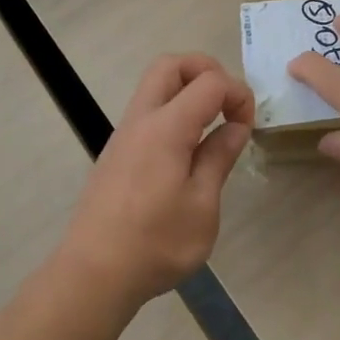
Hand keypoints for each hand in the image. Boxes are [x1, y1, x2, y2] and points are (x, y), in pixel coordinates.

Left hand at [58, 54, 253, 308]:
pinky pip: (148, 112)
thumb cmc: (155, 244)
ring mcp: (124, 135)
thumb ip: (219, 158)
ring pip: (155, 85)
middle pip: (171, 64)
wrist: (93, 275)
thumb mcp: (202, 206)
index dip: (237, 93)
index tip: (247, 127)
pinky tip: (187, 152)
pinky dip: (173, 111)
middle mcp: (141, 120)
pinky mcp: (117, 153)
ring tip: (211, 127)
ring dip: (187, 90)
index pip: (209, 82)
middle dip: (206, 70)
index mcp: (166, 128)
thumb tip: (236, 127)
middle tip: (227, 103)